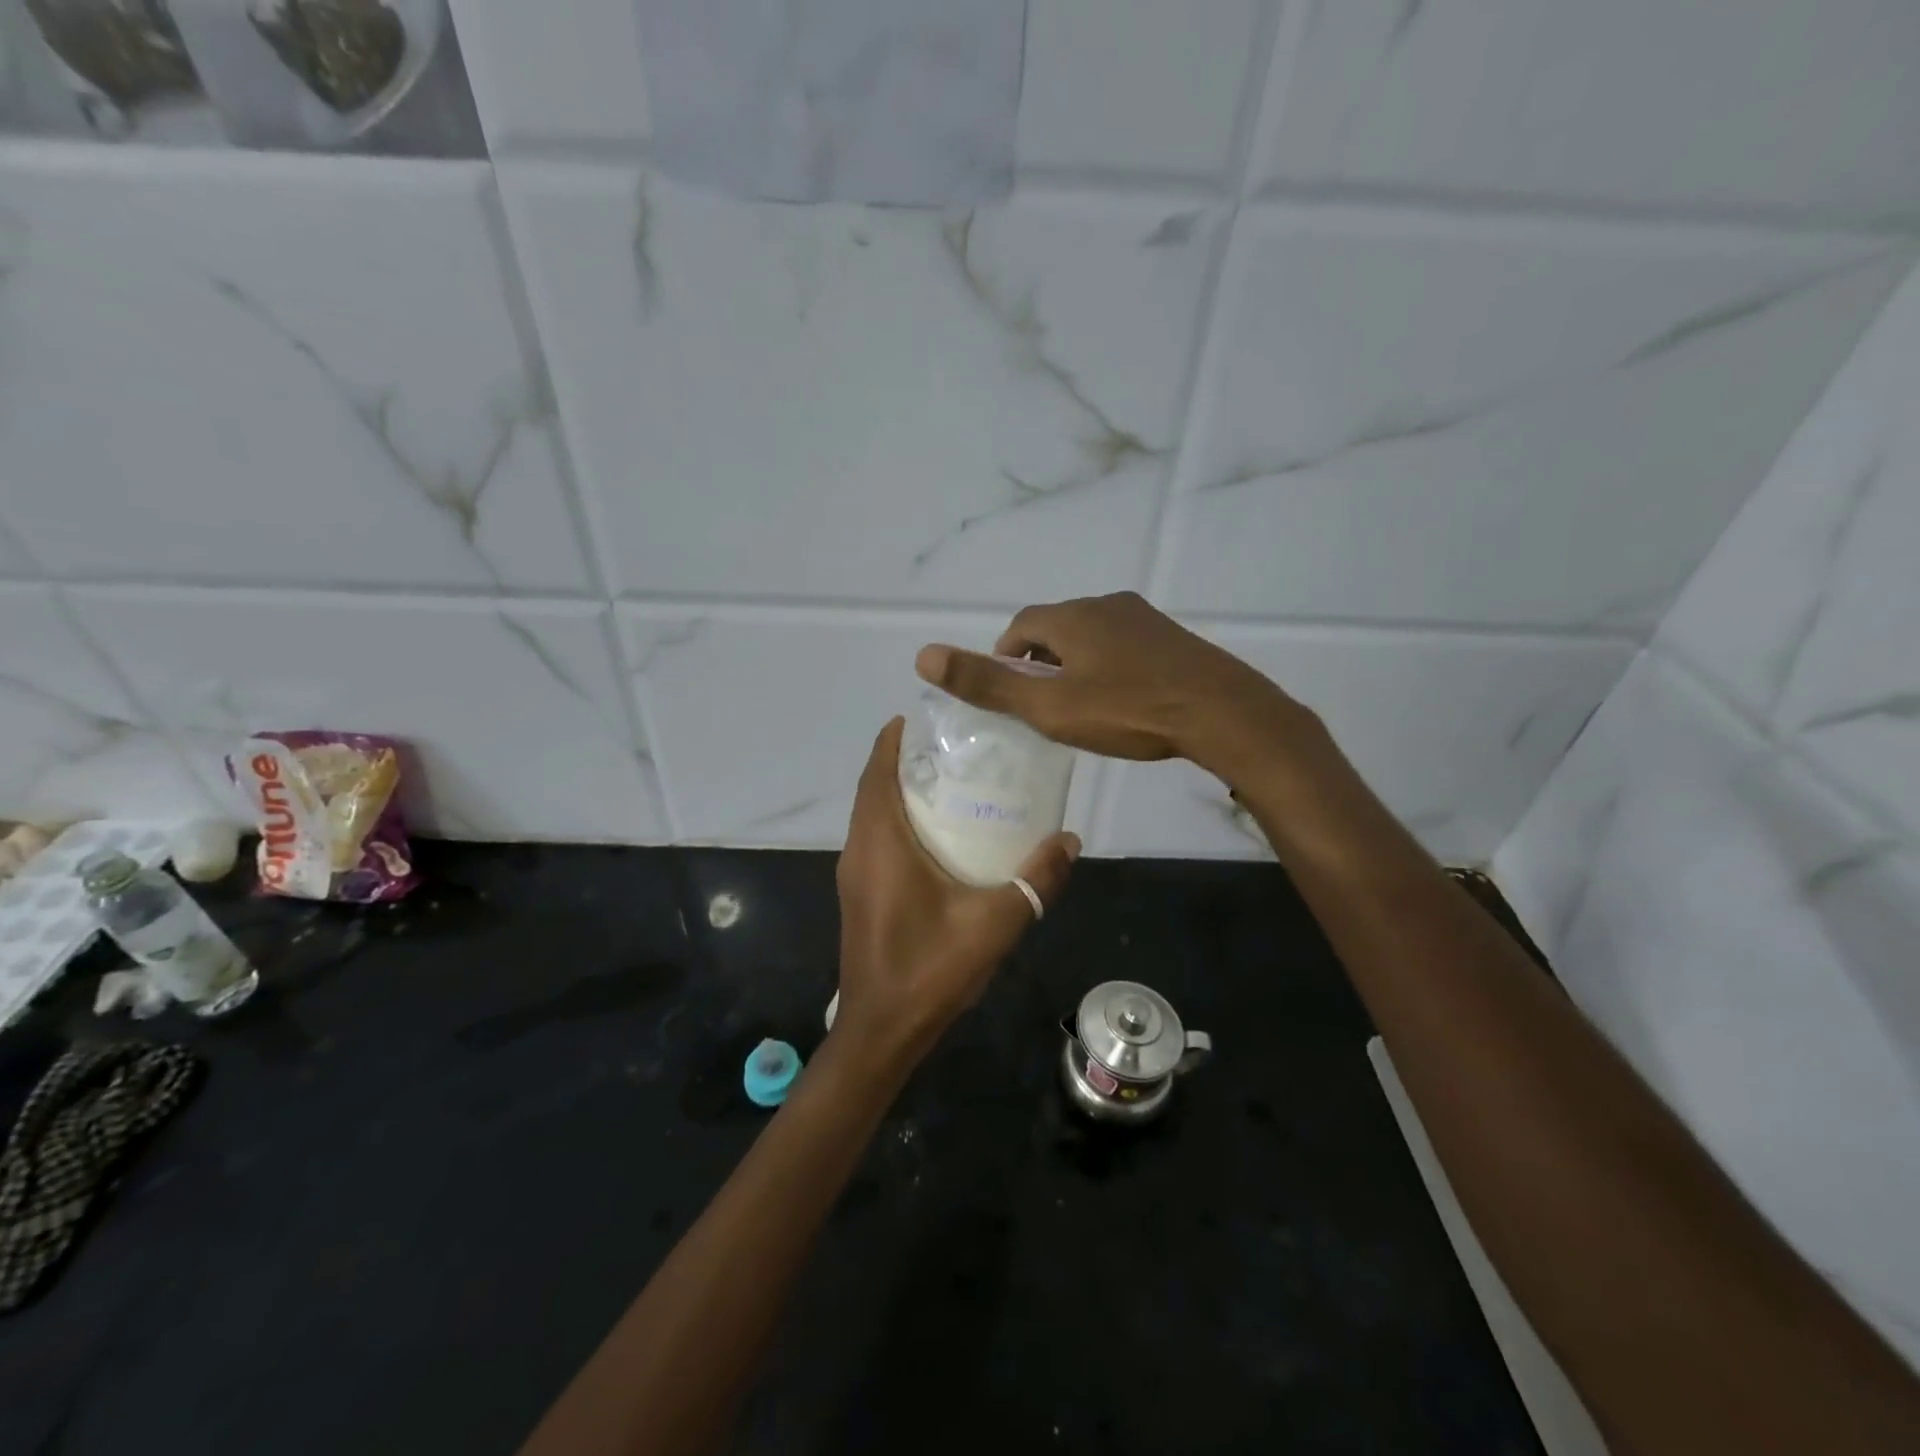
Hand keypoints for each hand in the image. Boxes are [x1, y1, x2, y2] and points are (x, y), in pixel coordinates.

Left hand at [832, 718, 1078, 1071]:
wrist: (882, 1031)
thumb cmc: (930, 970)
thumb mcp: (994, 923)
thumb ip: (1035, 881)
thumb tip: (1070, 840)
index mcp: (880, 844)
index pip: (876, 774)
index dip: (892, 741)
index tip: (921, 718)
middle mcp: (859, 851)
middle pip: (872, 789)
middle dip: (902, 762)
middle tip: (950, 747)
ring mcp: (855, 876)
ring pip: (871, 816)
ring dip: (897, 792)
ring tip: (948, 781)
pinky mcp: (860, 896)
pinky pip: (874, 841)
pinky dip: (896, 821)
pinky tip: (936, 835)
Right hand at [915, 591, 1316, 779]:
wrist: (1221, 713)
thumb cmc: (1127, 710)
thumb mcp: (1049, 706)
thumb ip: (987, 683)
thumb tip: (923, 655)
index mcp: (1071, 616)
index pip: (1020, 627)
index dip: (1005, 658)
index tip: (1009, 695)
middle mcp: (1106, 605)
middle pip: (1055, 629)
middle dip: (1040, 662)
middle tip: (1041, 707)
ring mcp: (1144, 619)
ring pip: (1092, 637)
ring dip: (1076, 664)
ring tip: (1080, 707)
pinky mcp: (1172, 639)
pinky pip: (1124, 647)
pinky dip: (1109, 668)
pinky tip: (1123, 702)